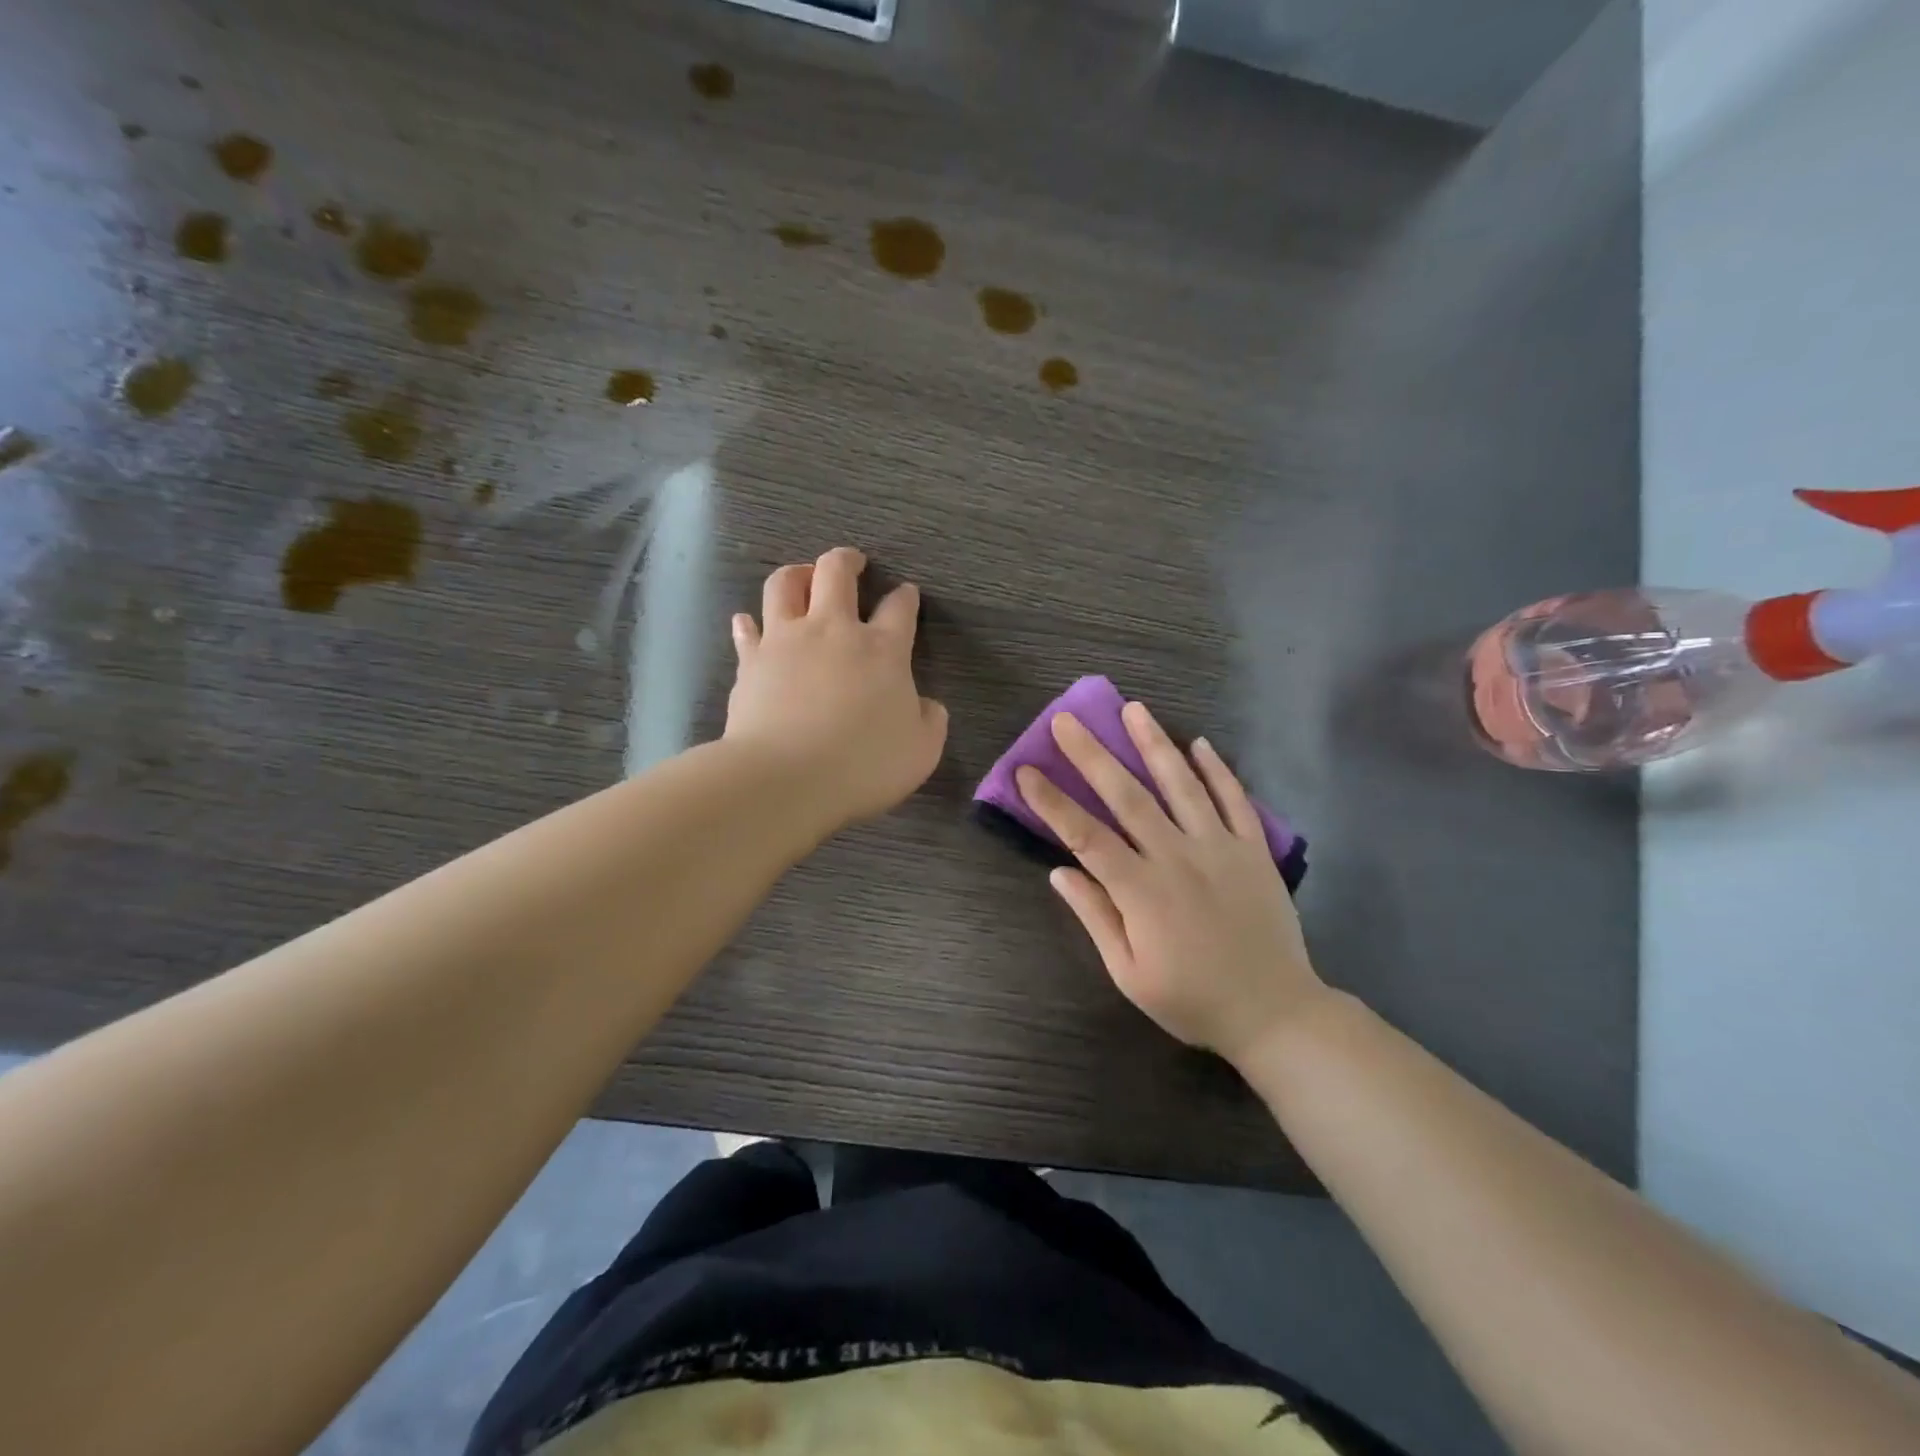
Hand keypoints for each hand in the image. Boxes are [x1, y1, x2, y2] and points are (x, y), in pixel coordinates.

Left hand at [725, 547, 947, 828]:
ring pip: (785, 584)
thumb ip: (931, 721)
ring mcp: (786, 641)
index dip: (905, 597)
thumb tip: (927, 705)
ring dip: (796, 574)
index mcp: (882, 650)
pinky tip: (748, 622)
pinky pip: (747, 629)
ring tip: (802, 578)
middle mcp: (833, 631)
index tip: (906, 594)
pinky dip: (749, 624)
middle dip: (846, 561)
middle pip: (836, 573)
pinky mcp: (751, 661)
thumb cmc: (863, 765)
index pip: (899, 608)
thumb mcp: (921, 751)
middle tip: (852, 563)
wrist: (785, 778)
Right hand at [1016, 702, 1324, 1067]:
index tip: (1027, 771)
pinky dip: (1218, 771)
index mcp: (1141, 891)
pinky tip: (1200, 744)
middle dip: (1093, 755)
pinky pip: (1235, 800)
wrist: (1274, 1013)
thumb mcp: (1130, 973)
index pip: (1086, 836)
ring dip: (1155, 744)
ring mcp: (1220, 848)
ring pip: (1182, 786)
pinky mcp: (1254, 850)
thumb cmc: (1192, 999)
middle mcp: (1177, 857)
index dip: (1053, 802)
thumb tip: (1059, 872)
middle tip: (1067, 720)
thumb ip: (1096, 917)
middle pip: (1128, 796)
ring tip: (1133, 709)